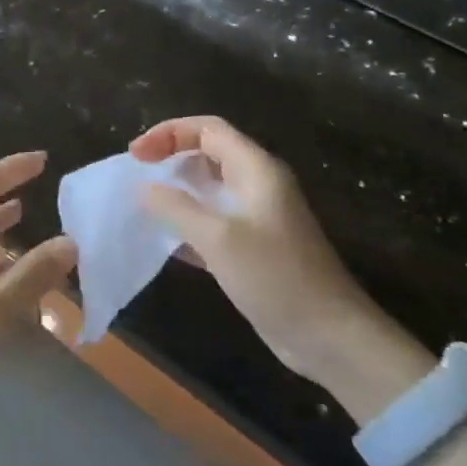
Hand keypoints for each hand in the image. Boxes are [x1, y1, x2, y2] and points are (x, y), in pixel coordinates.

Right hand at [130, 116, 384, 378]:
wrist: (330, 337)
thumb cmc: (276, 277)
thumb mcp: (218, 238)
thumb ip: (177, 207)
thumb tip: (144, 187)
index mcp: (256, 169)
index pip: (208, 128)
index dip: (169, 133)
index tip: (136, 154)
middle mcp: (258, 184)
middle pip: (209, 152)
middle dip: (170, 156)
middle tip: (136, 175)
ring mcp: (258, 216)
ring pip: (210, 188)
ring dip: (177, 190)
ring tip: (144, 203)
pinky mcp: (254, 247)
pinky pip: (214, 220)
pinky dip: (189, 222)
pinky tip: (165, 241)